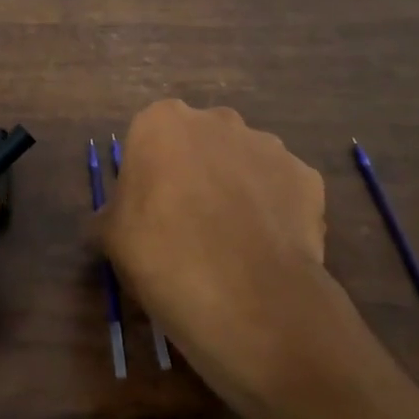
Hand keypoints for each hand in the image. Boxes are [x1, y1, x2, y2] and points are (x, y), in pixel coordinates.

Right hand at [96, 101, 366, 416]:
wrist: (246, 297)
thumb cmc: (162, 256)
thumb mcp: (111, 237)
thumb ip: (113, 212)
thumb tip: (118, 218)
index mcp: (162, 122)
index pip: (150, 139)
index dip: (150, 175)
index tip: (150, 212)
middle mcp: (217, 120)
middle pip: (201, 143)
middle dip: (197, 172)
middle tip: (190, 224)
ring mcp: (269, 145)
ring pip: (245, 163)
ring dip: (238, 189)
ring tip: (234, 243)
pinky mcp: (307, 176)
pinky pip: (282, 190)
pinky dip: (274, 212)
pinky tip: (266, 249)